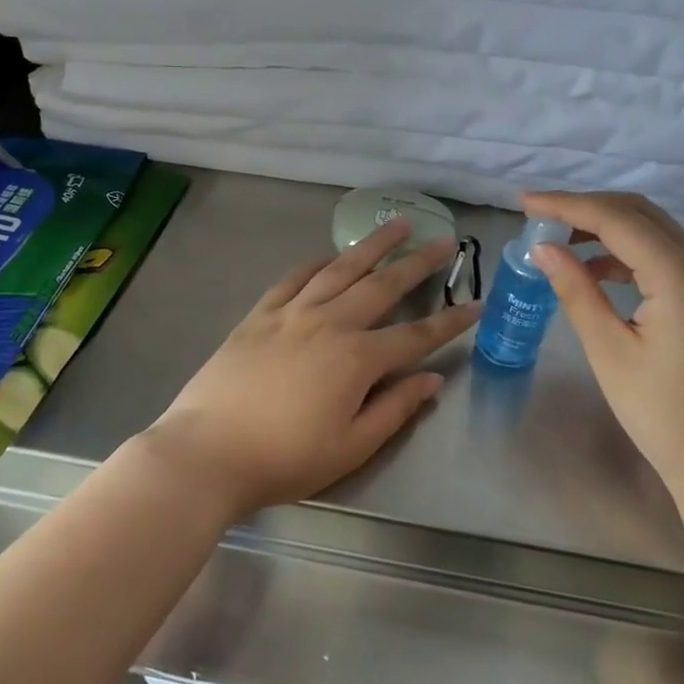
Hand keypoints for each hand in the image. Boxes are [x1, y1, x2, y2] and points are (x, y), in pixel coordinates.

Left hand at [146, 219, 482, 520]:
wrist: (207, 452)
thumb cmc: (285, 459)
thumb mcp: (351, 446)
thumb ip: (395, 408)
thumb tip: (431, 380)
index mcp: (357, 358)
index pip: (416, 335)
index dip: (451, 321)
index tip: (476, 303)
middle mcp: (330, 323)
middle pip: (382, 285)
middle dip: (417, 262)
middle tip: (443, 239)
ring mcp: (291, 313)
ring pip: (340, 269)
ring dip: (372, 246)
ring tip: (395, 224)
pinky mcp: (259, 315)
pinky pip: (294, 278)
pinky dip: (317, 262)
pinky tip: (330, 255)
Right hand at [521, 191, 683, 487]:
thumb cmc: (662, 413)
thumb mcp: (609, 350)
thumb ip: (576, 291)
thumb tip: (543, 248)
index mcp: (679, 276)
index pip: (615, 219)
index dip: (566, 205)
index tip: (523, 202)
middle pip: (638, 212)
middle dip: (585, 206)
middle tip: (538, 214)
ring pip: (652, 229)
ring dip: (605, 225)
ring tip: (558, 238)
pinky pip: (662, 254)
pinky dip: (625, 250)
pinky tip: (593, 268)